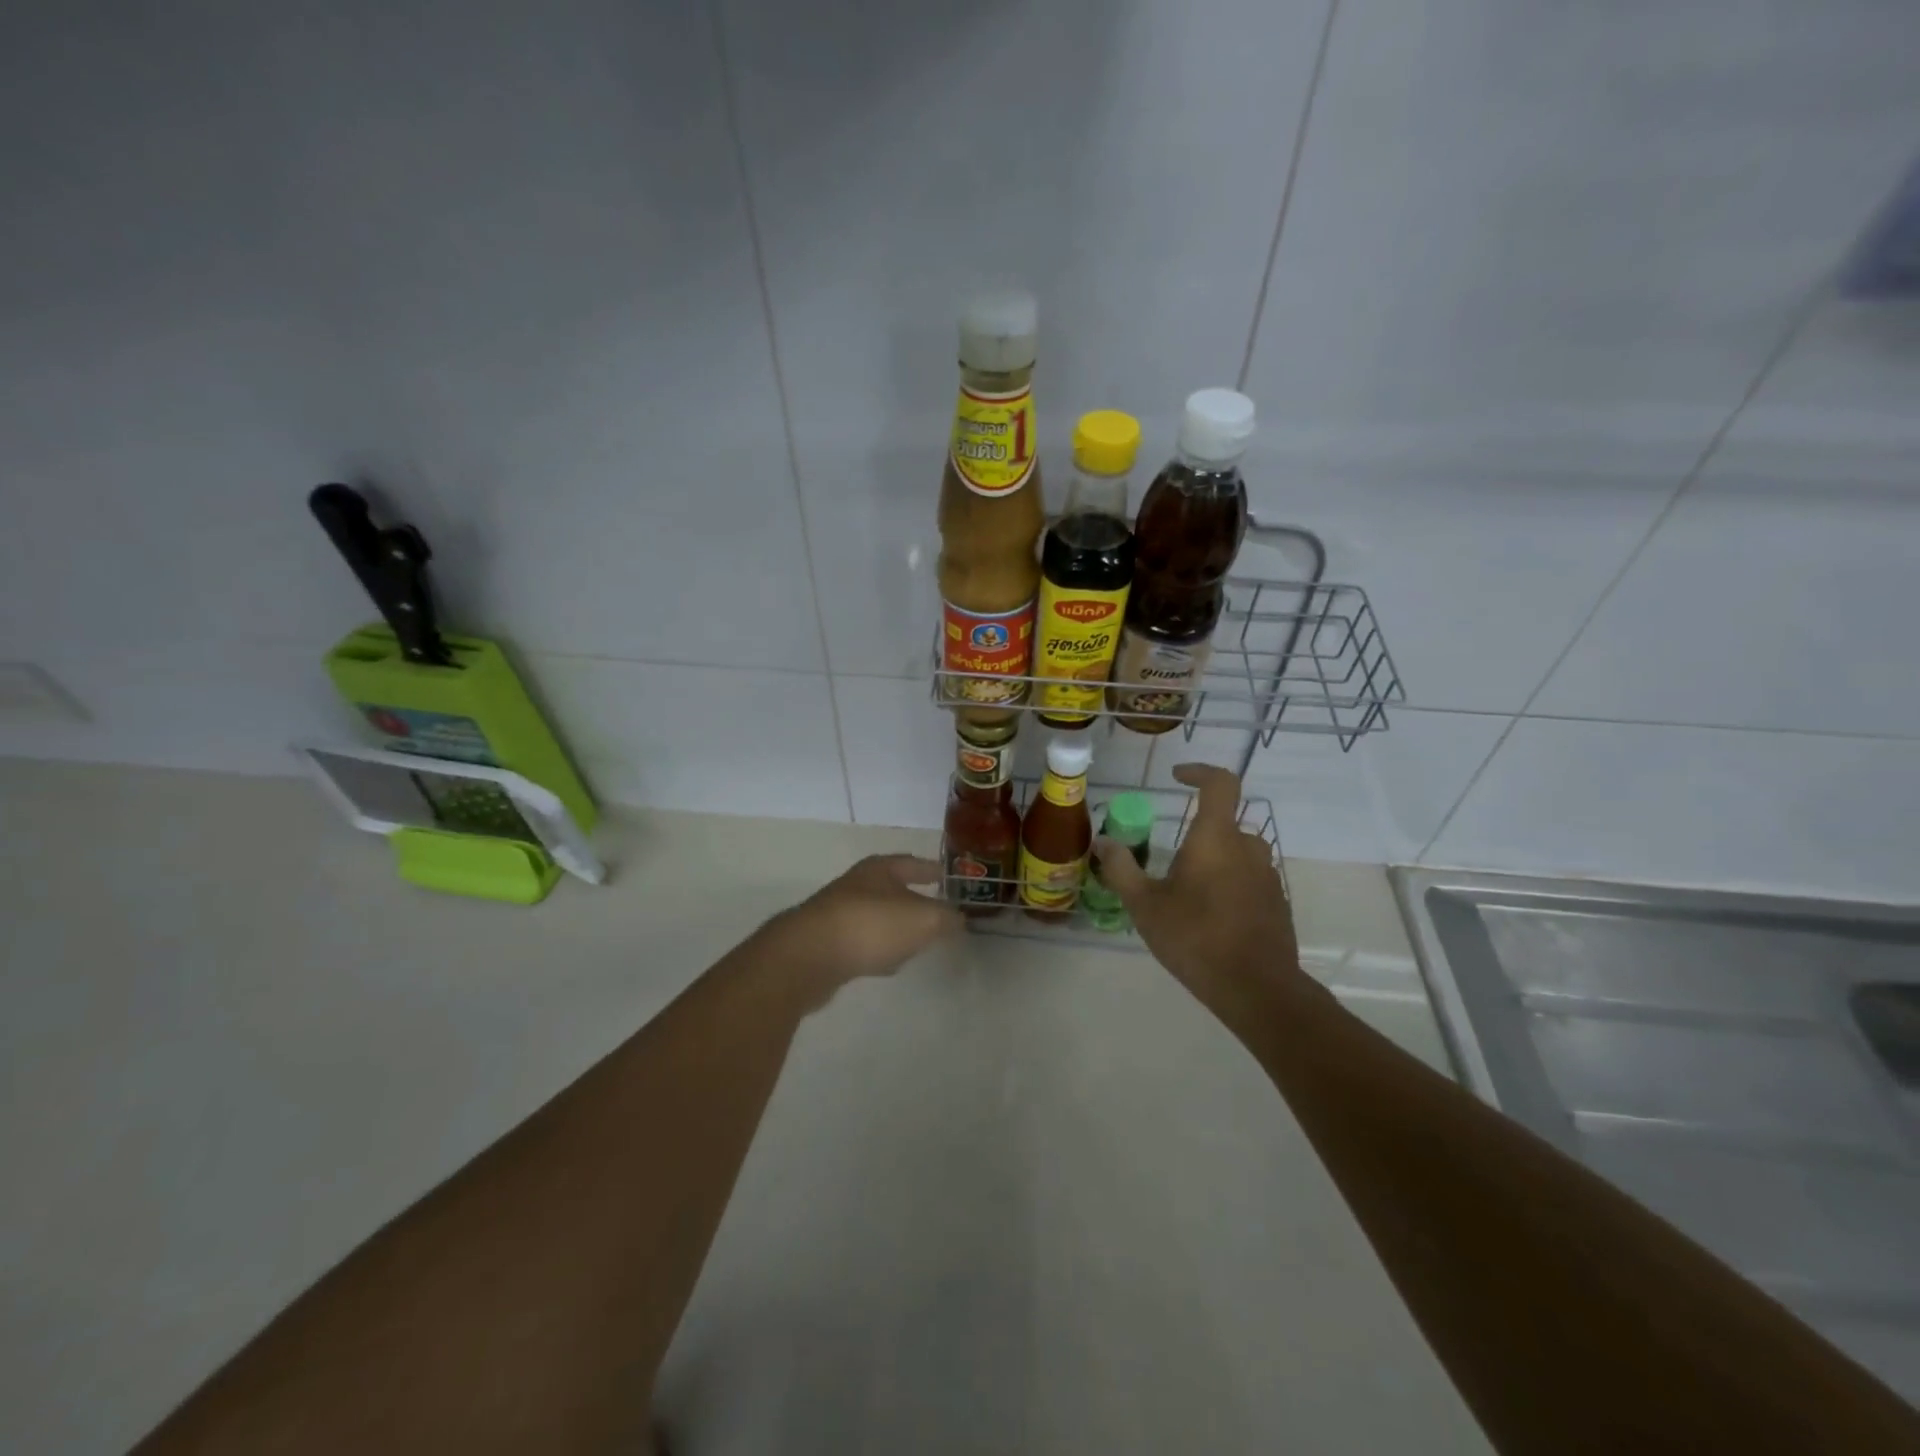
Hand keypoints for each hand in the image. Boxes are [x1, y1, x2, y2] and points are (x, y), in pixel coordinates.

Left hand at [766, 855, 962, 993]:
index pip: (913, 863)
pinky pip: (861, 943)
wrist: (808, 957)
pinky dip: (877, 949)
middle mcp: (857, 885)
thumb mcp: (924, 919)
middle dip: (913, 899)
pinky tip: (887, 965)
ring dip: (895, 927)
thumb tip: (958, 918)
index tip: (949, 877)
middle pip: (892, 889)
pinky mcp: (826, 944)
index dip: (932, 870)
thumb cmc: (871, 926)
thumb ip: (946, 918)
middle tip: (937, 912)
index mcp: (880, 869)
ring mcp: (838, 914)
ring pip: (877, 917)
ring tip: (916, 941)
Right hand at [1093, 765, 1303, 1010]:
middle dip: (1197, 834)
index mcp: (1216, 838)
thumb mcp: (1145, 905)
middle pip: (1224, 823)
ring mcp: (1268, 876)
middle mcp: (1247, 848)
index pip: (1220, 783)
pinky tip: (1210, 918)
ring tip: (1187, 893)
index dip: (1199, 772)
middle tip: (1169, 860)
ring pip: (1237, 853)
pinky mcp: (1277, 903)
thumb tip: (1102, 842)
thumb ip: (1121, 869)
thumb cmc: (1195, 938)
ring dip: (1214, 861)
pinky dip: (1229, 885)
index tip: (1177, 777)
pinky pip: (1249, 879)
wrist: (1257, 988)